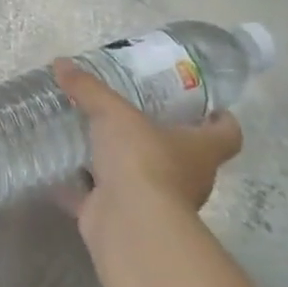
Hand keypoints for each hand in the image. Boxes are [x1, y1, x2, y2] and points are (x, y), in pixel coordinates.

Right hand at [52, 59, 241, 252]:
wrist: (129, 223)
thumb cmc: (142, 160)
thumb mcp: (113, 113)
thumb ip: (89, 88)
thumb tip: (61, 62)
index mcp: (199, 150)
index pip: (227, 134)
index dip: (221, 121)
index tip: (209, 108)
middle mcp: (186, 178)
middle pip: (184, 156)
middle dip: (162, 138)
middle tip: (134, 114)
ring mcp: (155, 202)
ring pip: (142, 178)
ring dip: (122, 164)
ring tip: (93, 137)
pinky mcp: (122, 217)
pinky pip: (99, 197)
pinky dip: (82, 186)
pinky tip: (61, 169)